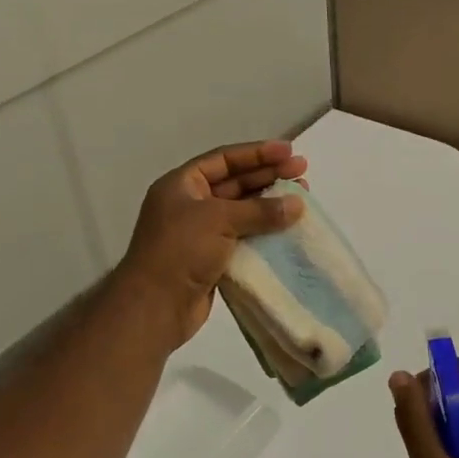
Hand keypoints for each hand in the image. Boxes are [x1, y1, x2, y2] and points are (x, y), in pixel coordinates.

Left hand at [116, 141, 307, 345]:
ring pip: (243, 211)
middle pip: (235, 182)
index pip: (224, 159)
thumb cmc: (181, 251)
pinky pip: (244, 237)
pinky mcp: (212, 258)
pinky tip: (288, 229)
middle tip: (303, 173)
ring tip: (302, 198)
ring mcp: (201, 233)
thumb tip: (297, 204)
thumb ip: (260, 210)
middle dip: (269, 176)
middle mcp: (190, 204)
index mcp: (182, 185)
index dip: (258, 153)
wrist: (156, 306)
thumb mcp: (219, 220)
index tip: (289, 151)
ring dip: (271, 204)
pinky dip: (265, 232)